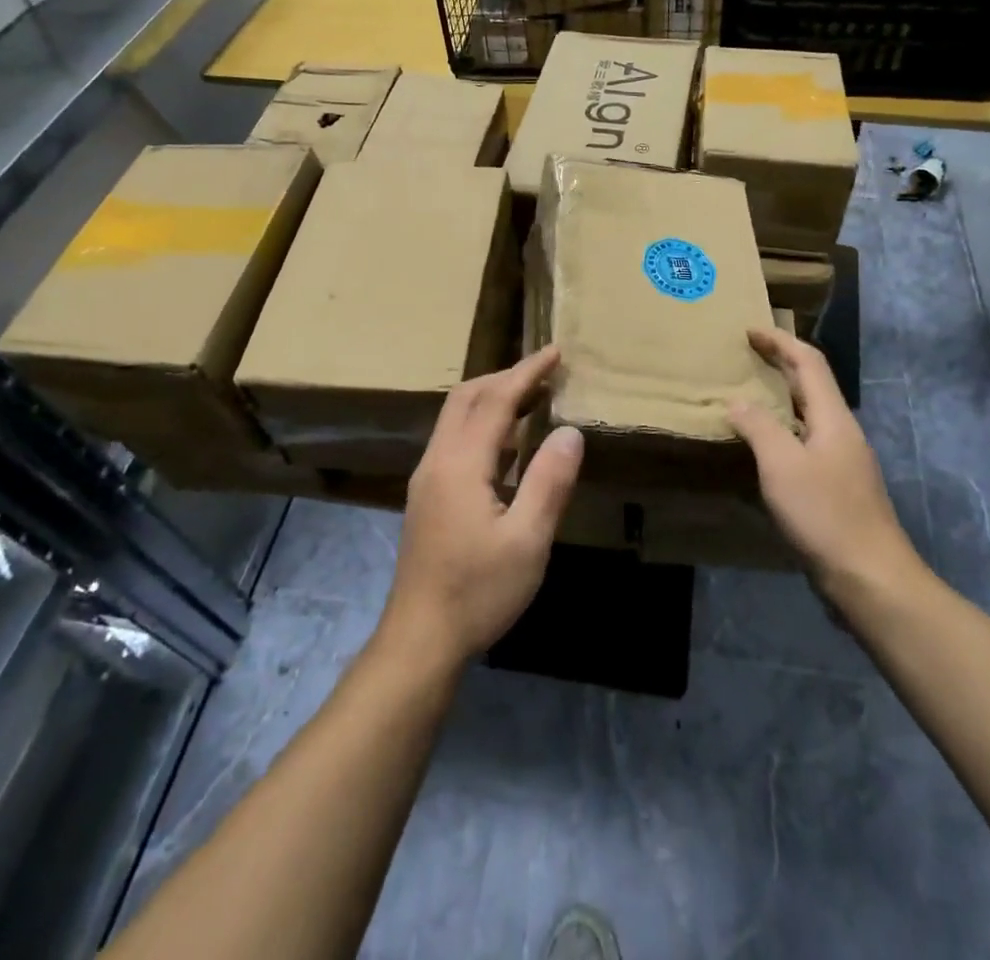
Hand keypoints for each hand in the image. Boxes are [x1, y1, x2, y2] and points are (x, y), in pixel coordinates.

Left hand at [379, 346, 584, 669]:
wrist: (420, 639)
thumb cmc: (478, 591)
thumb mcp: (528, 541)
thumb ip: (549, 481)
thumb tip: (570, 431)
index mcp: (460, 464)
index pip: (495, 400)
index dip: (527, 372)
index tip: (555, 351)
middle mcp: (437, 460)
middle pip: (466, 398)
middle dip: (506, 377)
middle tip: (545, 373)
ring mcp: (428, 478)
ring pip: (457, 418)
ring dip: (493, 399)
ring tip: (533, 399)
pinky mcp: (428, 496)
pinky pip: (455, 440)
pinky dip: (484, 425)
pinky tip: (509, 445)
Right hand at [728, 327, 928, 601]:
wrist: (871, 579)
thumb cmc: (825, 515)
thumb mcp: (782, 466)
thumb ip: (758, 427)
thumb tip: (737, 402)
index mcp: (833, 418)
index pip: (809, 363)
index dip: (780, 342)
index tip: (749, 331)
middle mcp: (841, 432)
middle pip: (812, 385)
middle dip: (780, 364)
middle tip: (745, 357)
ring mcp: (842, 462)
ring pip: (809, 415)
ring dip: (780, 398)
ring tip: (747, 396)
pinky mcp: (837, 488)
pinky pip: (805, 442)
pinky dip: (782, 430)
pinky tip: (763, 448)